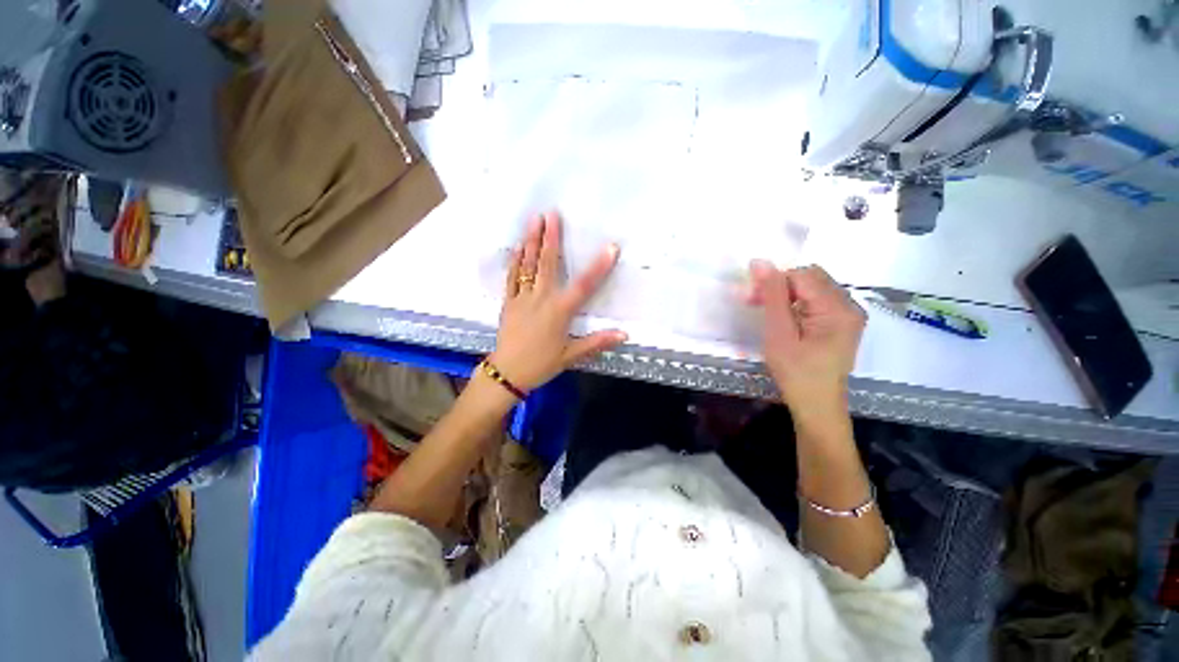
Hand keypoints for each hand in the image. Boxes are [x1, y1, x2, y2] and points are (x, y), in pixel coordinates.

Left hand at [491, 211, 626, 390]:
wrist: (507, 373)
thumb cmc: (541, 364)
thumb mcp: (571, 355)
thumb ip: (597, 342)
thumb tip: (624, 334)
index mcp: (559, 311)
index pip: (584, 286)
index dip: (599, 267)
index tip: (611, 247)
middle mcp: (541, 299)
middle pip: (547, 264)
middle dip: (551, 238)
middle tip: (552, 214)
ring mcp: (522, 298)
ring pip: (527, 266)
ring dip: (531, 241)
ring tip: (534, 219)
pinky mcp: (508, 302)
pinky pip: (511, 277)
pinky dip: (515, 261)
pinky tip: (518, 247)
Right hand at [746, 261, 864, 419]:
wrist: (817, 405)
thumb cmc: (796, 372)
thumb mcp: (779, 333)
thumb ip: (772, 296)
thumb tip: (760, 262)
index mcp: (837, 308)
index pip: (801, 274)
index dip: (773, 281)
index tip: (750, 299)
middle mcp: (849, 305)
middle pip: (810, 277)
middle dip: (780, 285)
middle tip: (756, 304)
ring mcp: (849, 314)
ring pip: (813, 287)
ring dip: (786, 294)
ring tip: (768, 313)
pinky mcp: (843, 323)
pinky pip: (818, 300)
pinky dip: (797, 303)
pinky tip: (786, 319)